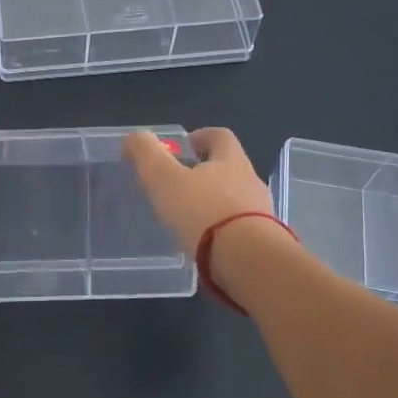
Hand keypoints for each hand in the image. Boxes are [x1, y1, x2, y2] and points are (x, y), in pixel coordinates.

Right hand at [123, 127, 276, 254]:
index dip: (201, 136)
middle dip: (206, 173)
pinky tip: (205, 244)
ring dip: (215, 203)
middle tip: (179, 185)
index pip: (219, 136)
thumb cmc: (203, 212)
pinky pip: (240, 228)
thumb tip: (134, 137)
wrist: (248, 261)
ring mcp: (261, 213)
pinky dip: (223, 230)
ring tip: (189, 219)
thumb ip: (146, 153)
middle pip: (229, 168)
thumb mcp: (163, 178)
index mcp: (231, 160)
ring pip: (235, 199)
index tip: (184, 147)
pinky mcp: (263, 242)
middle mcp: (251, 181)